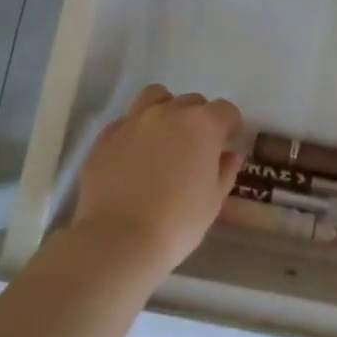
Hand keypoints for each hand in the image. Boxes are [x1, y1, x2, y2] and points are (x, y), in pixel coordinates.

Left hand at [72, 85, 244, 279]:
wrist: (119, 239)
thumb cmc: (178, 222)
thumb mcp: (214, 201)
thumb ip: (225, 170)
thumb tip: (230, 154)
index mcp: (201, 125)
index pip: (225, 110)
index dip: (231, 125)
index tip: (229, 142)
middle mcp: (168, 113)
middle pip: (192, 102)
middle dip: (200, 119)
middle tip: (198, 146)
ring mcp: (133, 121)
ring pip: (155, 98)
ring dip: (166, 109)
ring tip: (166, 136)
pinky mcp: (105, 137)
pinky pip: (126, 121)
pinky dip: (136, 130)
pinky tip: (135, 154)